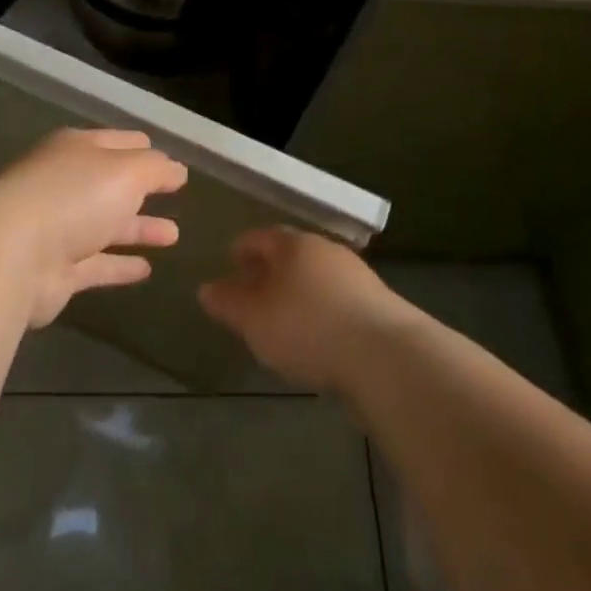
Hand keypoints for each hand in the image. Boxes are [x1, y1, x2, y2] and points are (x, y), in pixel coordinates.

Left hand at [0, 129, 186, 328]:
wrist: (12, 255)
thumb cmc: (73, 197)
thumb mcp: (127, 171)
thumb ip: (156, 169)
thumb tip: (177, 169)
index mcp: (76, 149)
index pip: (119, 142)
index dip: (147, 151)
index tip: (174, 165)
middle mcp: (64, 184)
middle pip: (111, 184)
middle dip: (143, 190)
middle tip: (177, 197)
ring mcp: (56, 227)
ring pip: (106, 225)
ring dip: (138, 229)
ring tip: (174, 236)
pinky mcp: (55, 270)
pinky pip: (96, 265)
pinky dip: (119, 266)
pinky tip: (147, 270)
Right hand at [198, 227, 411, 392]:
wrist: (385, 354)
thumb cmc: (306, 326)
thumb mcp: (252, 318)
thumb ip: (227, 302)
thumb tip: (206, 288)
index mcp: (292, 244)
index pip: (259, 237)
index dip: (242, 249)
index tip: (230, 262)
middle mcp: (324, 249)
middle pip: (290, 253)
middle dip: (270, 270)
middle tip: (254, 292)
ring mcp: (356, 274)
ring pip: (316, 276)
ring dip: (299, 291)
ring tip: (285, 318)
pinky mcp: (378, 304)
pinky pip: (338, 299)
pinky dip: (322, 310)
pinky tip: (319, 335)